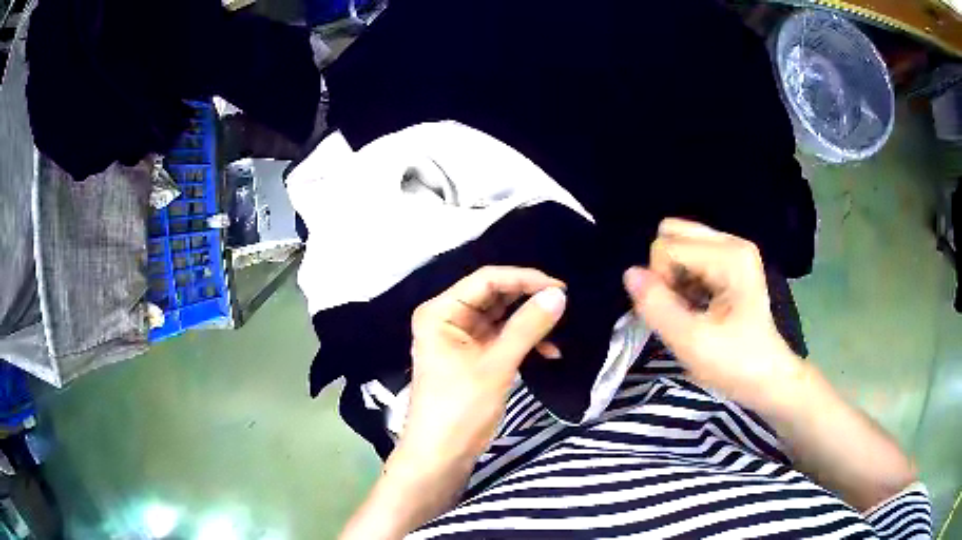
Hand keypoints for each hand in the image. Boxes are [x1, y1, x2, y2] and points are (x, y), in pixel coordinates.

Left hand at [401, 267, 566, 468]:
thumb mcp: (496, 366)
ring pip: (502, 317)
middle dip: (529, 300)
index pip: (487, 280)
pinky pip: (503, 338)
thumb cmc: (460, 409)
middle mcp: (448, 318)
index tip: (561, 289)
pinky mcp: (473, 357)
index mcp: (441, 311)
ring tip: (560, 330)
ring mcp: (461, 338)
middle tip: (564, 306)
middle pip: (495, 295)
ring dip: (530, 323)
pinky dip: (525, 342)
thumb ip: (527, 327)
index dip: (525, 279)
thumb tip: (559, 295)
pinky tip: (550, 352)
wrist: (440, 456)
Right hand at [624, 218, 801, 409]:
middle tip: (681, 306)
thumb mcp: (692, 342)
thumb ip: (657, 307)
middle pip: (673, 233)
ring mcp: (734, 250)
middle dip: (665, 270)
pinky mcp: (733, 262)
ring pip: (680, 243)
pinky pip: (691, 255)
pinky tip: (697, 305)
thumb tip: (629, 273)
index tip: (678, 315)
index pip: (666, 247)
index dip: (659, 282)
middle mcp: (732, 242)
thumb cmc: (735, 364)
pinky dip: (685, 279)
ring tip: (690, 309)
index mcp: (729, 256)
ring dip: (674, 277)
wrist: (768, 380)